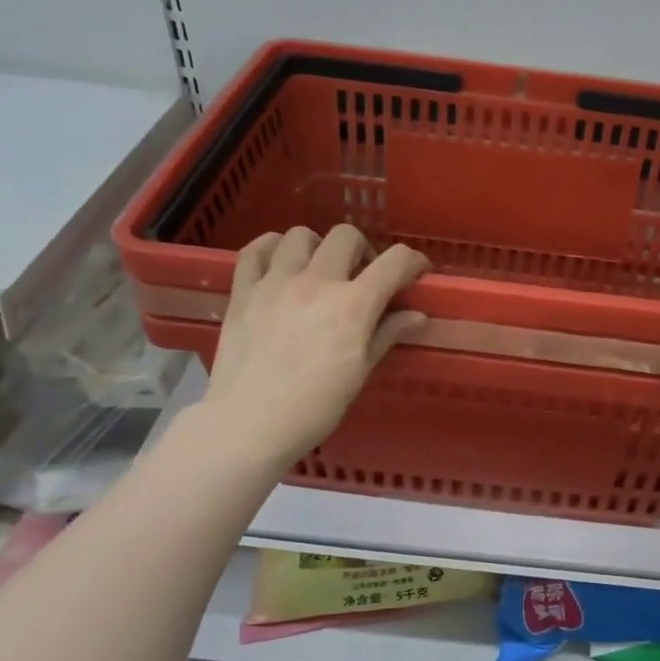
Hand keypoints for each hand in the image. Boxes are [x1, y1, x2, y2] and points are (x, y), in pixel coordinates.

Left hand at [196, 225, 427, 472]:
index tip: (415, 272)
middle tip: (361, 277)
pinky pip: (255, 249)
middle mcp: (316, 283)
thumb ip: (386, 335)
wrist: (249, 425)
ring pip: (300, 235)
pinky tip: (280, 262)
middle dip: (363, 251)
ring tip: (318, 271)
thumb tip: (416, 316)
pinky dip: (271, 248)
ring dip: (317, 247)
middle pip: (347, 236)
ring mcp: (275, 283)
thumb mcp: (360, 373)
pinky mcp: (243, 291)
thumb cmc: (314, 408)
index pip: (394, 262)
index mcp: (353, 306)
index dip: (412, 261)